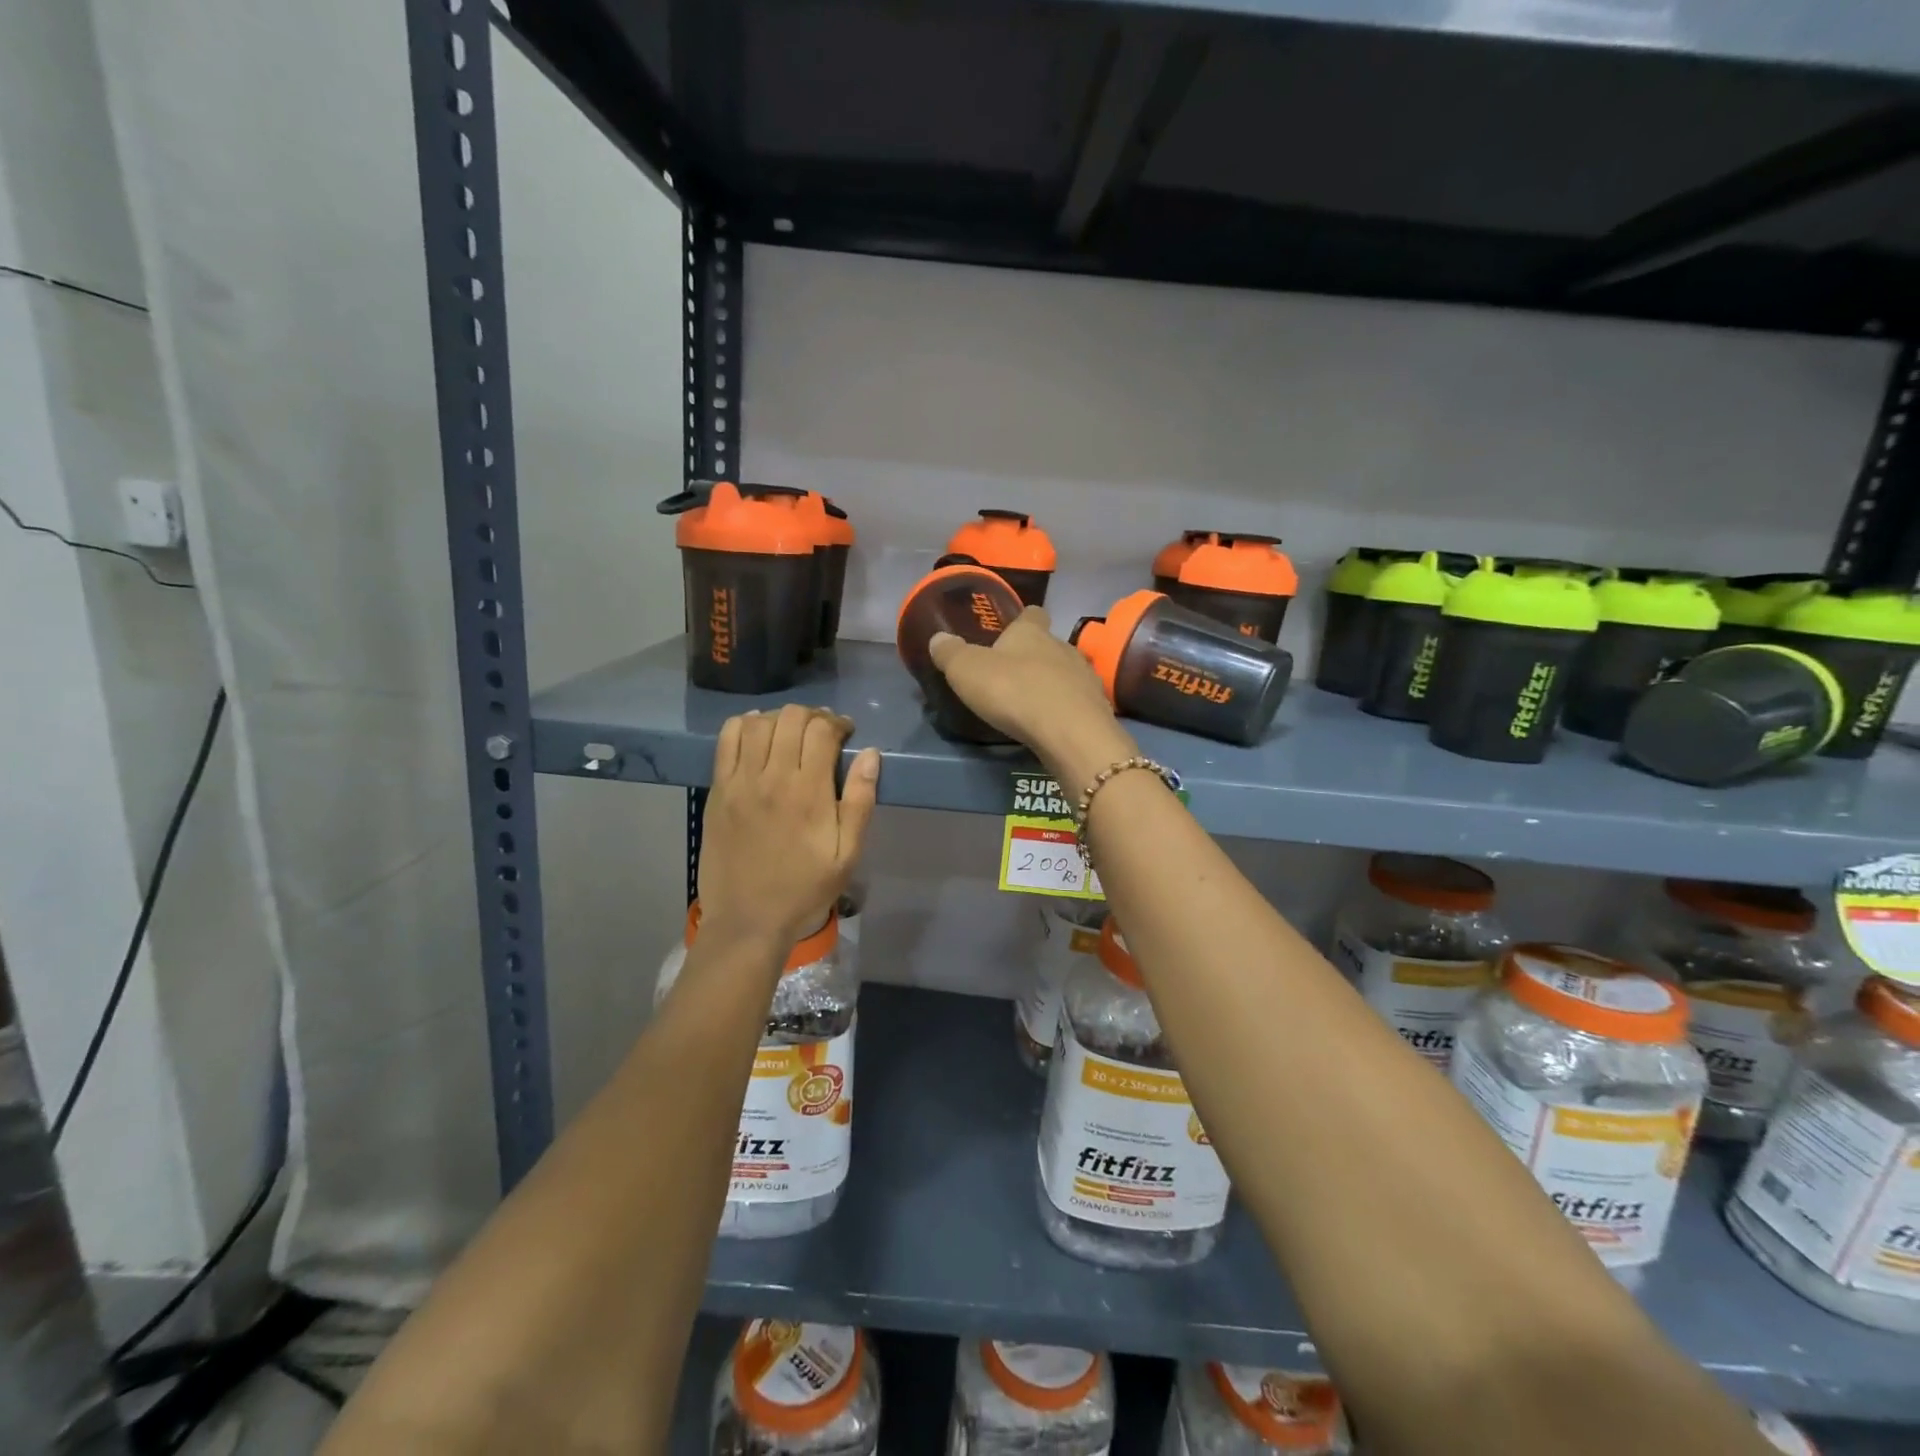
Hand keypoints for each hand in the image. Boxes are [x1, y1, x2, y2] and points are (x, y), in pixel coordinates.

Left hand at [698, 705, 880, 948]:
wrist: (748, 919)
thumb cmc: (805, 888)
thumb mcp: (847, 854)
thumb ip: (860, 801)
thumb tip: (870, 754)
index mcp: (808, 792)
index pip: (822, 730)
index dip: (838, 723)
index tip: (847, 733)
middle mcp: (772, 777)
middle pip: (791, 718)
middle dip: (813, 716)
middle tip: (822, 732)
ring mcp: (740, 782)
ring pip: (758, 722)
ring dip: (780, 718)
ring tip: (791, 733)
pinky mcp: (718, 790)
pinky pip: (726, 740)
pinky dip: (743, 725)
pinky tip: (757, 734)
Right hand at [928, 607, 1137, 786]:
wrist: (1070, 733)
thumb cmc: (1014, 691)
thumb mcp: (967, 671)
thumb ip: (951, 653)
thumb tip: (938, 637)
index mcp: (1032, 632)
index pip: (1032, 614)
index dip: (1022, 620)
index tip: (1011, 631)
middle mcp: (1063, 647)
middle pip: (1050, 645)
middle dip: (1035, 657)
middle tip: (1013, 676)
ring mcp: (1085, 677)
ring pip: (1067, 673)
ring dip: (1052, 684)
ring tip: (1032, 704)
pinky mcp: (1097, 708)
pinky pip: (1078, 702)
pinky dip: (1065, 710)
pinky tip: (1052, 725)